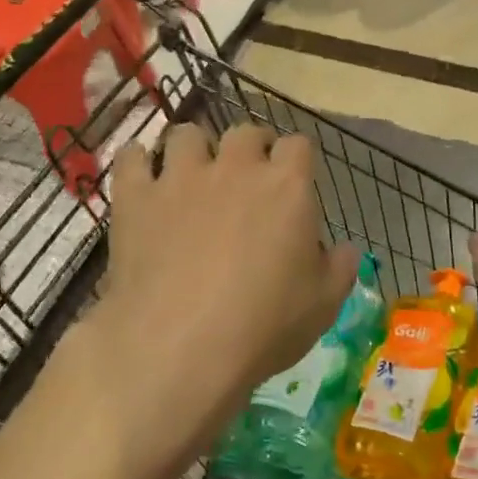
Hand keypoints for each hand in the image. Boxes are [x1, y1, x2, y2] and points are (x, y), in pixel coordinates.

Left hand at [67, 123, 359, 478]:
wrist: (178, 346)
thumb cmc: (262, 327)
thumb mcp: (323, 306)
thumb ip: (340, 268)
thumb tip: (345, 249)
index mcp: (286, 186)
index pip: (298, 145)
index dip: (296, 160)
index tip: (294, 182)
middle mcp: (235, 167)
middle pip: (245, 131)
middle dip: (250, 148)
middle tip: (247, 179)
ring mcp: (181, 177)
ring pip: (186, 134)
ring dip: (194, 150)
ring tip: (192, 176)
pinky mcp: (136, 197)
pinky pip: (132, 158)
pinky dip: (139, 164)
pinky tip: (143, 182)